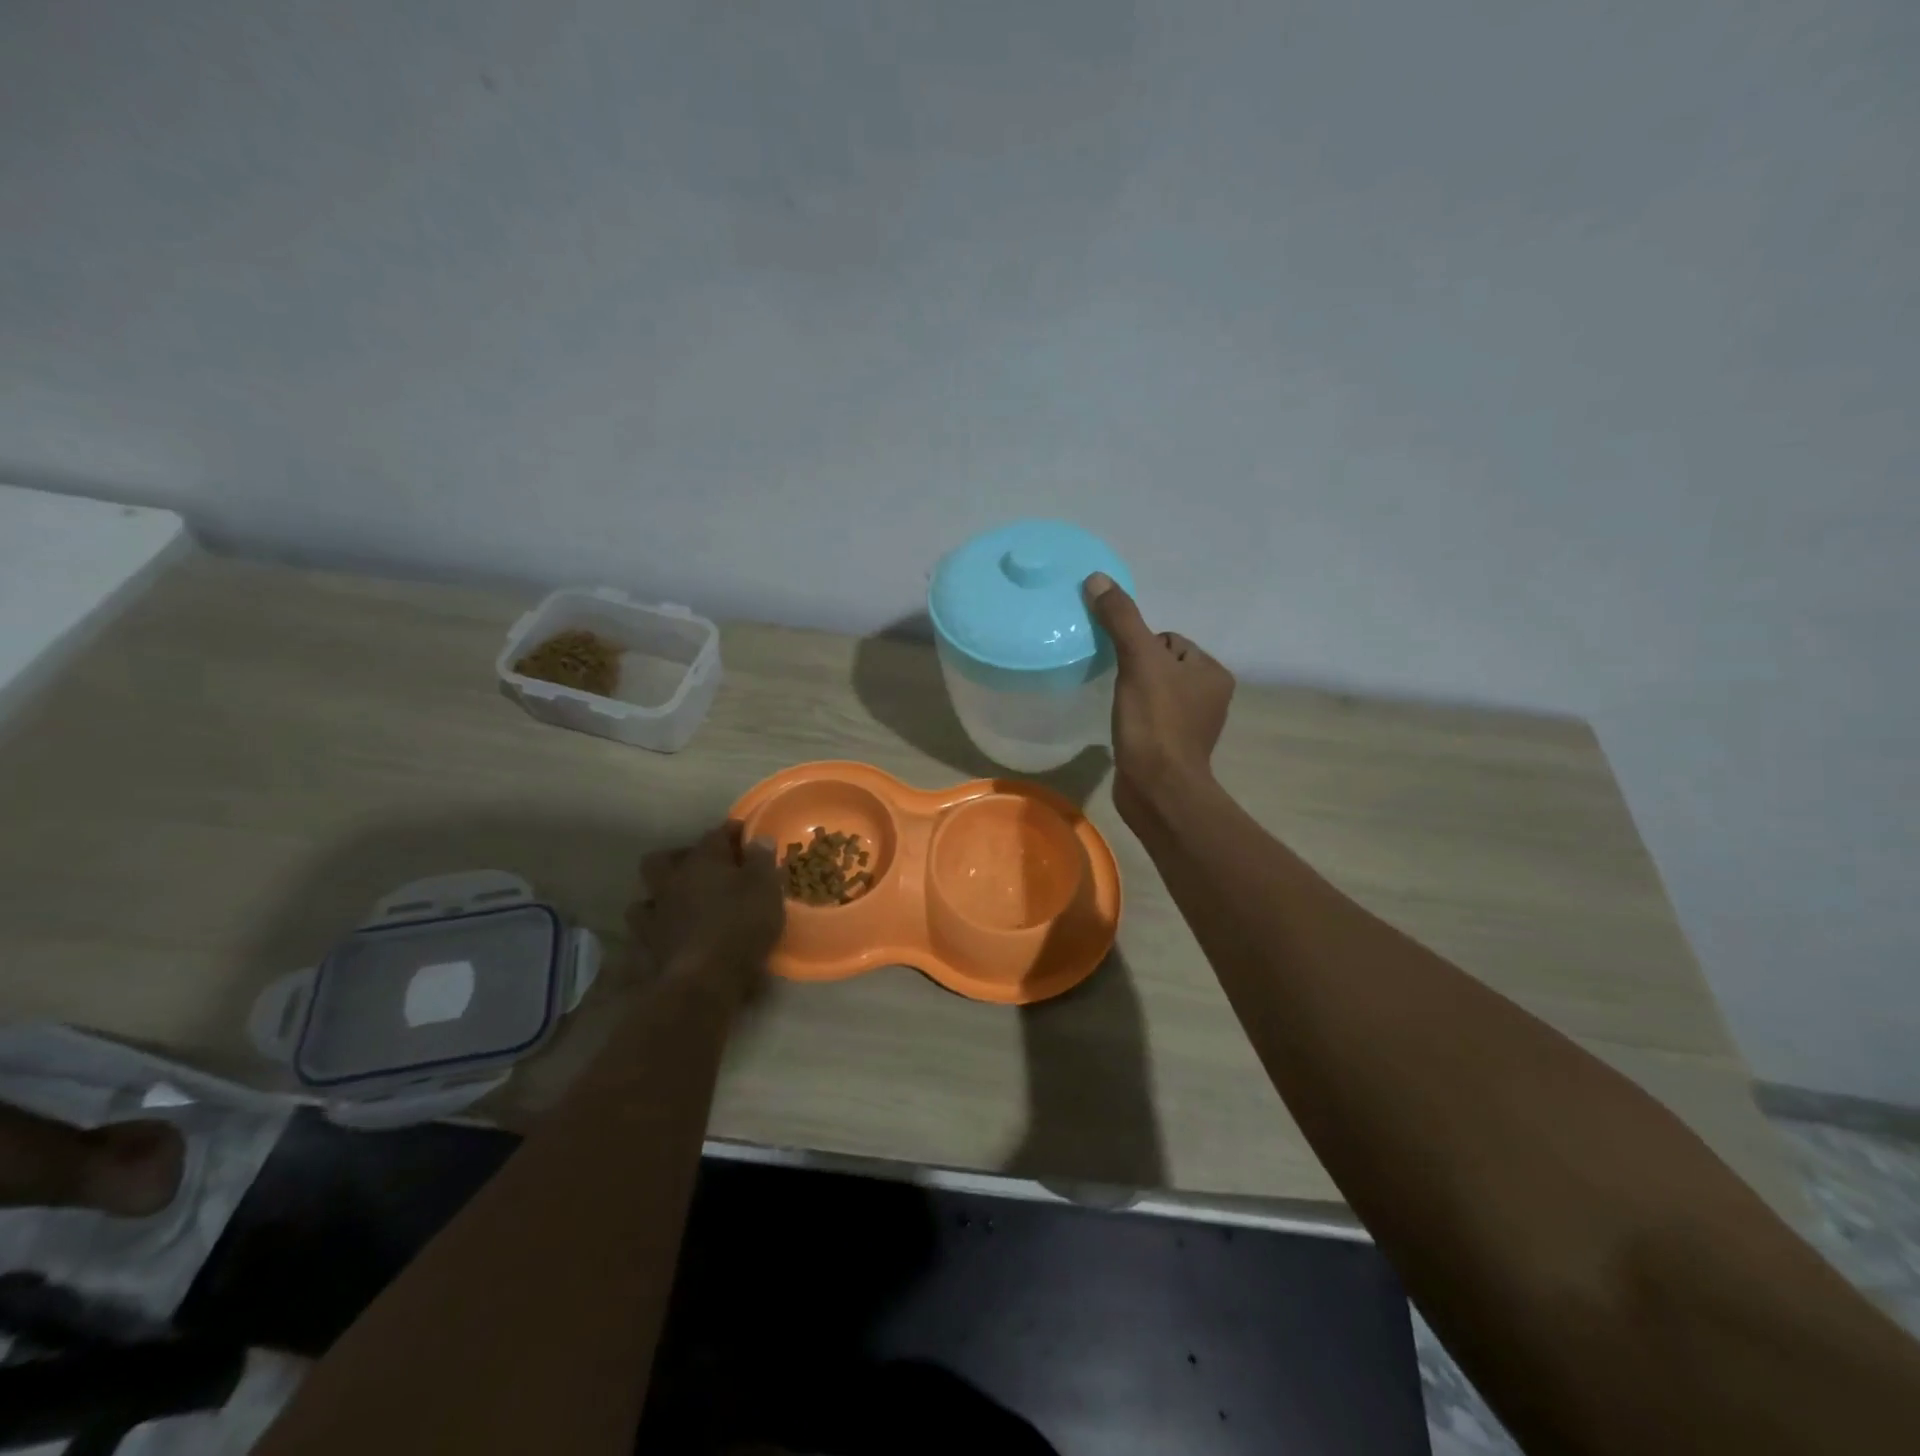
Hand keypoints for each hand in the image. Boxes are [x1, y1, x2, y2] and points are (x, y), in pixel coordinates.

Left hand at [629, 822, 783, 1001]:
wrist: (703, 980)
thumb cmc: (740, 926)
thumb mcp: (765, 888)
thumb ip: (762, 861)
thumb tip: (759, 839)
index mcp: (702, 861)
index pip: (716, 835)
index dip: (731, 832)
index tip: (746, 834)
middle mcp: (672, 881)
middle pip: (663, 859)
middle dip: (680, 858)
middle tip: (702, 868)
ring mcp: (655, 914)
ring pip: (646, 896)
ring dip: (660, 896)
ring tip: (680, 904)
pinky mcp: (647, 946)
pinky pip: (644, 931)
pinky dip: (656, 930)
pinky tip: (668, 936)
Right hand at [1085, 573, 1234, 825]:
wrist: (1157, 789)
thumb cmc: (1156, 722)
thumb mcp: (1138, 661)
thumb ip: (1121, 619)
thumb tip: (1098, 578)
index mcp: (1211, 672)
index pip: (1168, 640)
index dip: (1140, 648)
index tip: (1127, 669)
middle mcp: (1210, 696)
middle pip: (1159, 664)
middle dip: (1136, 671)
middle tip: (1119, 687)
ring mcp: (1192, 725)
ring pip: (1153, 691)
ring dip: (1133, 694)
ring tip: (1120, 707)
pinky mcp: (1173, 747)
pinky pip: (1150, 717)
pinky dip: (1135, 718)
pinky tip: (1124, 728)